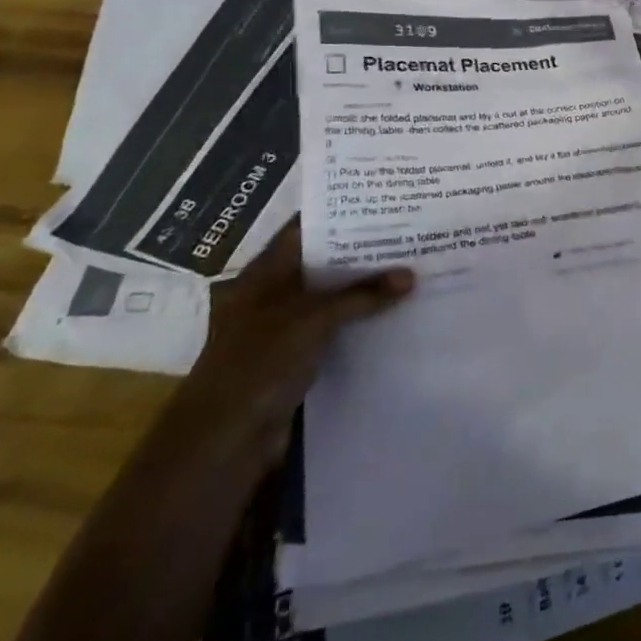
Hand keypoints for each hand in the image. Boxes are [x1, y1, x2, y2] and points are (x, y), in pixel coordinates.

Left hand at [173, 224, 413, 460]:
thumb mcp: (311, 319)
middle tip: (412, 230)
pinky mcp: (301, 357)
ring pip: (335, 296)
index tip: (384, 199)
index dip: (342, 212)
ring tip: (416, 266)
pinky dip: (364, 320)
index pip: (307, 228)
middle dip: (364, 248)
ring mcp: (288, 326)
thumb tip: (411, 275)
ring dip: (368, 287)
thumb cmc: (258, 363)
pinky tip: (400, 312)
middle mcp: (277, 293)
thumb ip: (361, 295)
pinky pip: (339, 329)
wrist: (223, 442)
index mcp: (267, 272)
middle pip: (325, 261)